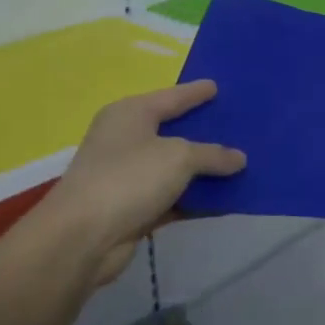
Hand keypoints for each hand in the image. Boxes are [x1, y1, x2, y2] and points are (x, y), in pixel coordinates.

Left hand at [30, 80, 244, 286]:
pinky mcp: (134, 208)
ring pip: (176, 168)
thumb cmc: (128, 179)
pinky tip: (226, 199)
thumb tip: (239, 158)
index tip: (217, 86)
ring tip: (241, 163)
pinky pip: (175, 197)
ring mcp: (128, 176)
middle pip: (173, 131)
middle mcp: (126, 140)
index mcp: (130, 114)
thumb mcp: (178, 157)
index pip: (170, 97)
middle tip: (237, 125)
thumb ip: (212, 155)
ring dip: (205, 170)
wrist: (83, 237)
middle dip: (204, 131)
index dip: (194, 92)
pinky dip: (197, 198)